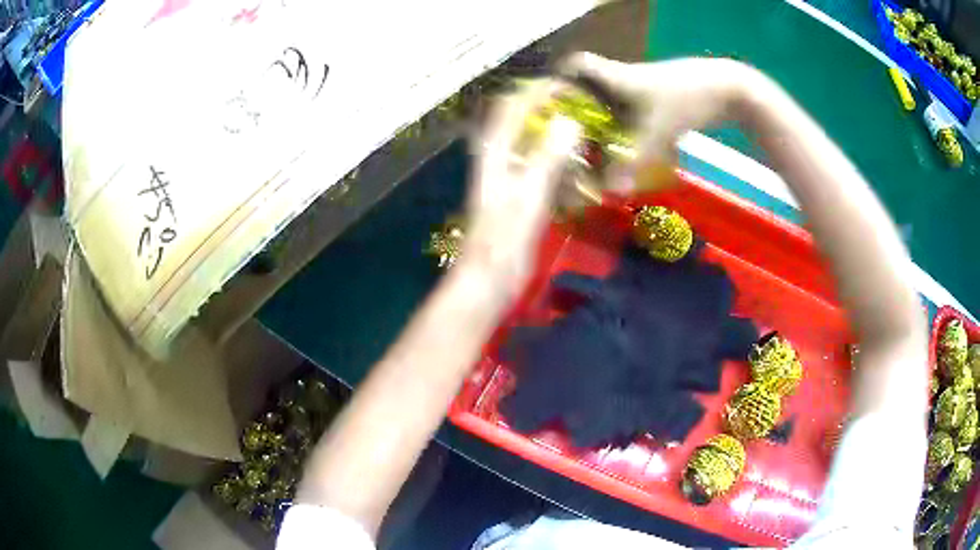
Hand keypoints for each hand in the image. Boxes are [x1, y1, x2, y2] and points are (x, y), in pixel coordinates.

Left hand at [462, 81, 579, 293]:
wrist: (489, 279)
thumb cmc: (504, 238)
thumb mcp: (528, 195)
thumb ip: (548, 157)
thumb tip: (570, 121)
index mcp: (494, 152)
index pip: (512, 106)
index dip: (536, 91)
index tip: (568, 86)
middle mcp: (498, 158)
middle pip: (521, 121)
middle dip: (548, 108)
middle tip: (582, 106)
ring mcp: (508, 177)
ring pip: (531, 143)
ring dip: (555, 132)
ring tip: (586, 127)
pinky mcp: (519, 196)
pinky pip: (540, 167)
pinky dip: (558, 159)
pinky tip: (581, 163)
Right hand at [559, 53, 758, 190]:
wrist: (729, 90)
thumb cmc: (687, 100)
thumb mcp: (658, 134)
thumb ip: (633, 164)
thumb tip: (609, 193)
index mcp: (616, 76)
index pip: (577, 65)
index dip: (558, 80)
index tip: (547, 106)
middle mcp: (624, 78)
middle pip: (589, 87)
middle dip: (576, 111)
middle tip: (565, 138)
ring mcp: (644, 87)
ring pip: (611, 100)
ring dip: (602, 121)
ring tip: (590, 148)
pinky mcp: (659, 97)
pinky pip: (631, 109)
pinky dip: (624, 126)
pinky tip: (623, 146)